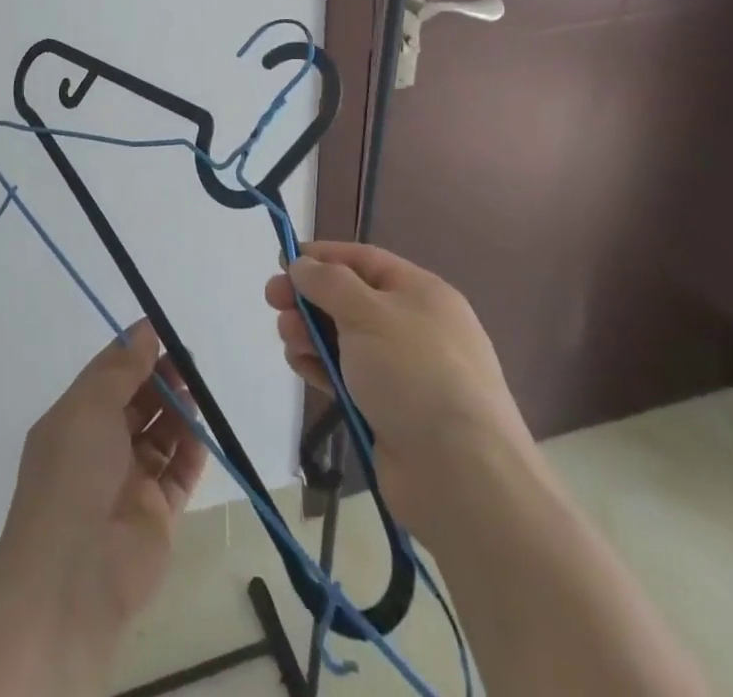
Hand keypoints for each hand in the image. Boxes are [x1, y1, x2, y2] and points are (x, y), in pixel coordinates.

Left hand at [0, 320, 206, 645]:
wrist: (73, 575)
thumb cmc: (73, 474)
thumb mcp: (90, 407)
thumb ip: (122, 369)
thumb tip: (145, 331)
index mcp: (74, 421)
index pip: (107, 377)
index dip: (133, 353)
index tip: (162, 332)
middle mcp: (99, 448)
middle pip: (136, 403)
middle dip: (160, 380)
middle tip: (187, 362)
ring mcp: (127, 483)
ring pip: (159, 436)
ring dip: (178, 413)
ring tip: (196, 394)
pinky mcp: (155, 516)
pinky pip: (177, 474)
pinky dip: (190, 453)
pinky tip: (201, 434)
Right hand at [264, 242, 528, 520]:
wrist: (460, 476)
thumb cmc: (415, 374)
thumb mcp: (369, 312)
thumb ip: (328, 282)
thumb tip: (301, 264)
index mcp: (421, 292)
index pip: (363, 260)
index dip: (322, 257)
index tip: (281, 261)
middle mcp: (413, 326)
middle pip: (349, 298)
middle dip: (309, 296)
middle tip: (272, 301)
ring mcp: (402, 370)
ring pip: (344, 337)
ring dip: (310, 332)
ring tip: (288, 339)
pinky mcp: (388, 409)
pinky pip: (346, 375)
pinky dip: (320, 366)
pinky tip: (299, 366)